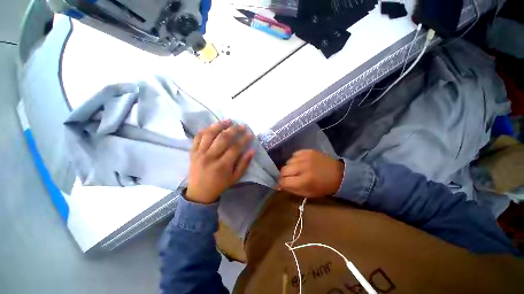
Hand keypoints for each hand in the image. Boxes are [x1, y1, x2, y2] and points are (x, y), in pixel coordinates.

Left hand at [186, 120, 254, 203]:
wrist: (199, 193)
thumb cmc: (220, 185)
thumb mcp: (235, 178)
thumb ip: (244, 164)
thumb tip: (252, 150)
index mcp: (222, 166)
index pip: (235, 148)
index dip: (244, 139)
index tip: (250, 134)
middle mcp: (210, 157)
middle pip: (223, 138)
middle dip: (234, 130)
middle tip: (242, 125)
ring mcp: (199, 153)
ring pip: (209, 134)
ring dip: (219, 125)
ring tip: (228, 120)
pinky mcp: (192, 152)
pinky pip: (198, 137)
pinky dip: (205, 130)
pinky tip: (213, 126)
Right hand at [278, 150, 343, 197]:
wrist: (339, 174)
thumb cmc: (323, 187)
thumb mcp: (308, 193)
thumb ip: (292, 190)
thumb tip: (278, 186)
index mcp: (304, 180)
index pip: (283, 181)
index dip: (281, 184)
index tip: (283, 184)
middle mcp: (303, 167)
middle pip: (283, 170)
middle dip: (284, 175)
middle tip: (289, 177)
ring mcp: (305, 157)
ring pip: (288, 162)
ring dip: (290, 167)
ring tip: (297, 170)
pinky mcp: (308, 151)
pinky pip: (294, 155)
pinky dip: (295, 160)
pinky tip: (301, 163)